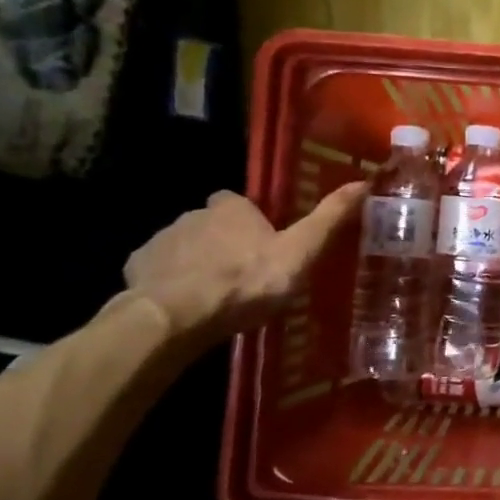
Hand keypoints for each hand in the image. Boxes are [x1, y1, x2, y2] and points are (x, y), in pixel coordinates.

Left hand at [123, 183, 367, 344]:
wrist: (175, 317)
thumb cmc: (245, 282)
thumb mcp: (299, 253)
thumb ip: (328, 220)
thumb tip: (362, 182)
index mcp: (231, 208)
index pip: (238, 203)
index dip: (249, 219)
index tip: (262, 242)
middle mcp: (193, 214)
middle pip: (210, 223)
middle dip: (223, 242)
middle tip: (243, 274)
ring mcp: (161, 240)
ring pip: (184, 246)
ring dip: (196, 263)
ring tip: (214, 295)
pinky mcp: (137, 267)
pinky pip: (157, 269)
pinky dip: (169, 282)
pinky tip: (183, 306)